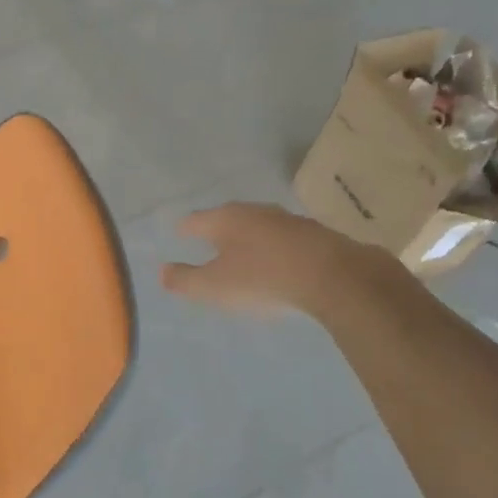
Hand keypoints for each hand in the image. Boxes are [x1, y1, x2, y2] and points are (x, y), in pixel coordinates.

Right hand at [161, 201, 402, 320]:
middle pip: (228, 218)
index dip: (185, 229)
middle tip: (210, 243)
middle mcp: (254, 211)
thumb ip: (186, 280)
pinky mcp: (315, 233)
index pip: (195, 220)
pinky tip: (280, 262)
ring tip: (245, 253)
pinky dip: (276, 247)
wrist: (335, 277)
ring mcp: (287, 219)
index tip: (180, 235)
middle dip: (218, 230)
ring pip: (259, 225)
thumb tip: (162, 271)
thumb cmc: (263, 279)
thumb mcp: (215, 287)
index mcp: (225, 219)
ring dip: (250, 238)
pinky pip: (285, 238)